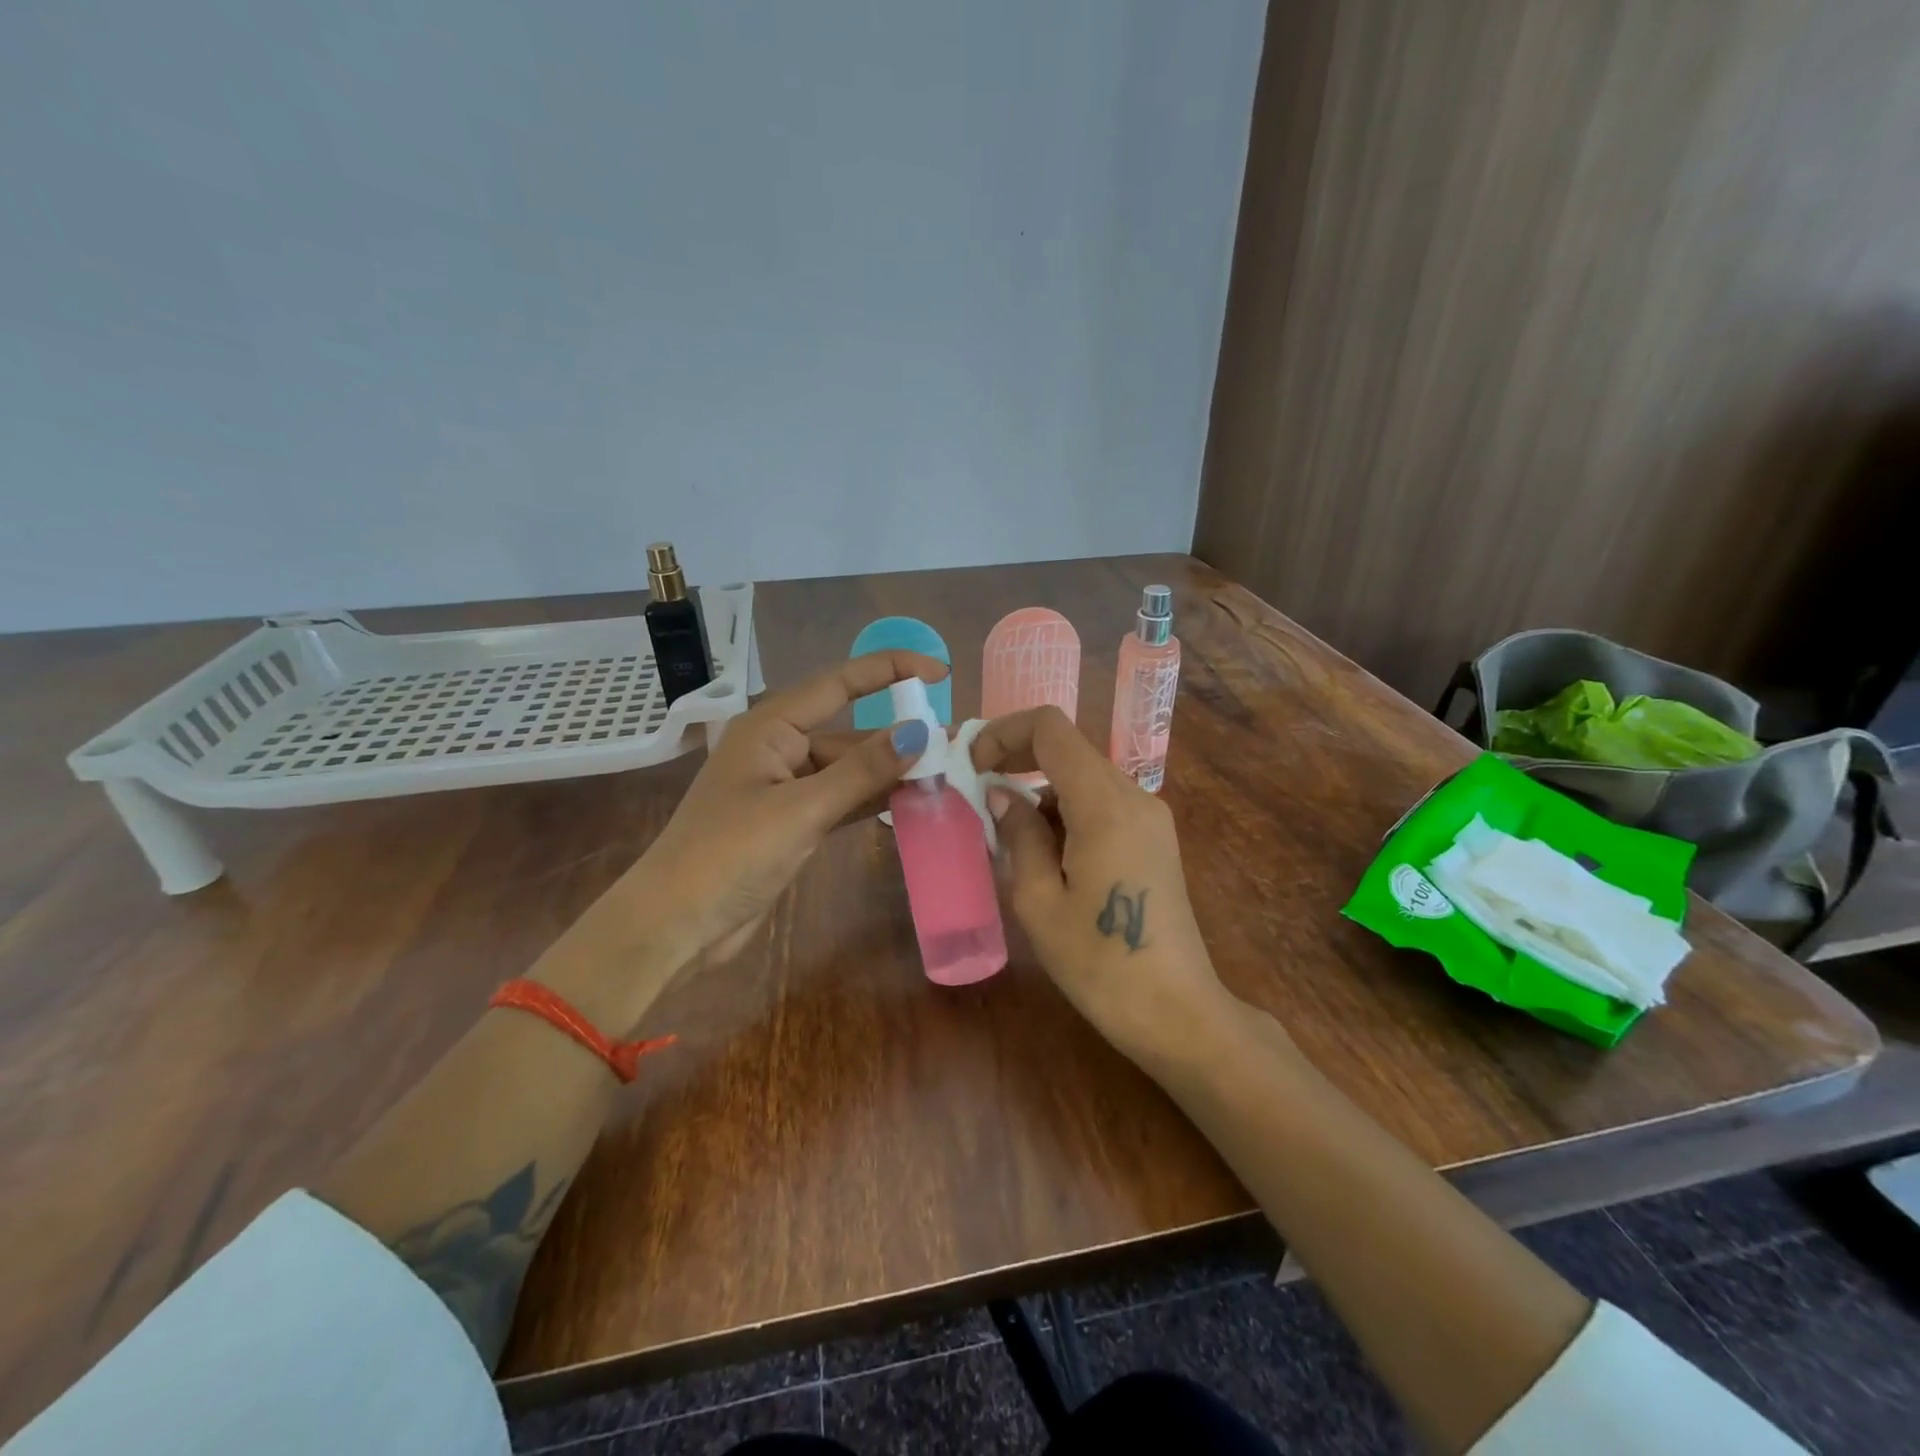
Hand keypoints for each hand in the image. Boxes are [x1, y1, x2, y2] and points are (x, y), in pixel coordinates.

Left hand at [539, 652, 945, 1030]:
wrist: (674, 924)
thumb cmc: (728, 855)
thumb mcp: (801, 810)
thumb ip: (862, 771)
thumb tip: (920, 732)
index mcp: (770, 726)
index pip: (839, 682)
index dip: (891, 670)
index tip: (940, 673)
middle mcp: (778, 748)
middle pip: (849, 730)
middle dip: (898, 736)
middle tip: (954, 745)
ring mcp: (784, 787)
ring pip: (848, 768)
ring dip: (889, 773)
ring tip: (943, 775)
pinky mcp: (790, 822)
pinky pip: (841, 798)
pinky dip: (872, 800)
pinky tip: (909, 803)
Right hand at [968, 706, 1239, 1065]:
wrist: (1177, 1011)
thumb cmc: (1099, 963)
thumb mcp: (1039, 901)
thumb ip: (1018, 835)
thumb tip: (1000, 795)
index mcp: (1104, 805)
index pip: (1051, 729)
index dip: (1004, 733)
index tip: (972, 765)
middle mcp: (1134, 796)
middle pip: (1068, 749)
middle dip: (1017, 762)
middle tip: (979, 798)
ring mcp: (1151, 817)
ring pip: (1084, 777)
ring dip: (1041, 793)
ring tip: (1009, 841)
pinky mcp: (1155, 838)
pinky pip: (1102, 803)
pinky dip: (1066, 812)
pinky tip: (1047, 857)